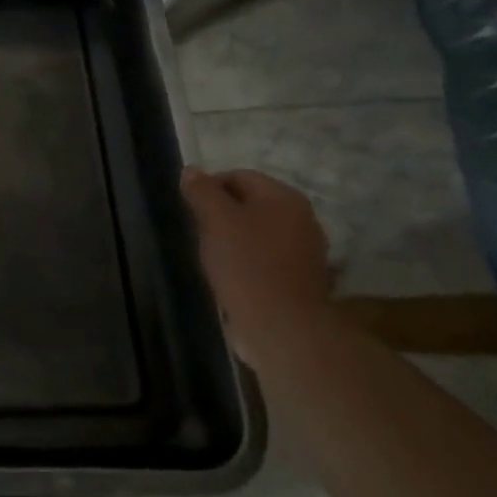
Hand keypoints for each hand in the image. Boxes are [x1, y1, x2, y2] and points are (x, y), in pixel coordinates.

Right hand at [180, 168, 332, 361]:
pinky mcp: (302, 278)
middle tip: (199, 234)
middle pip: (251, 204)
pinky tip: (234, 277)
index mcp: (284, 197)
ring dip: (235, 239)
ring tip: (214, 258)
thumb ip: (202, 191)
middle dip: (222, 214)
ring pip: (259, 232)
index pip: (239, 176)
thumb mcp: (215, 220)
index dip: (209, 188)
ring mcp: (307, 249)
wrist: (282, 326)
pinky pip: (268, 258)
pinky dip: (249, 261)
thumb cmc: (246, 265)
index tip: (189, 211)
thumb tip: (192, 170)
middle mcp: (302, 217)